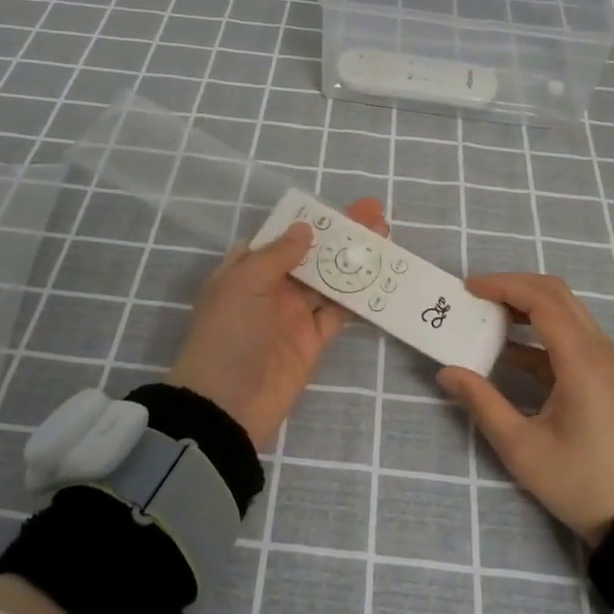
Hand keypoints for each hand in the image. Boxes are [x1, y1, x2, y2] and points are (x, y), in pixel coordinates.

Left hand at [167, 197, 389, 447]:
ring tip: (385, 237)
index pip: (279, 237)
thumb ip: (277, 255)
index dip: (307, 221)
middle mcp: (271, 288)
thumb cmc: (228, 335)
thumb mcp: (243, 284)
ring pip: (330, 280)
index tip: (336, 208)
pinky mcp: (313, 340)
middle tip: (375, 213)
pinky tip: (382, 277)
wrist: (228, 405)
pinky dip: (359, 297)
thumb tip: (304, 228)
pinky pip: (339, 312)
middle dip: (341, 235)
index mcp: (247, 270)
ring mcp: (294, 314)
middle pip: (311, 255)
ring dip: (355, 260)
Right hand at [437, 273, 613, 546]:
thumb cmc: (580, 482)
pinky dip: (538, 330)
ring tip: (485, 316)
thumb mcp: (521, 447)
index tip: (468, 289)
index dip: (503, 286)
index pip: (542, 300)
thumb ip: (482, 402)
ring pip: (565, 310)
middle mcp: (599, 349)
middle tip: (474, 297)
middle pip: (556, 294)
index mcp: (582, 361)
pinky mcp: (605, 374)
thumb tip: (446, 372)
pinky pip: (571, 334)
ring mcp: (606, 360)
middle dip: (512, 287)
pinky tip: (507, 350)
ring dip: (525, 305)